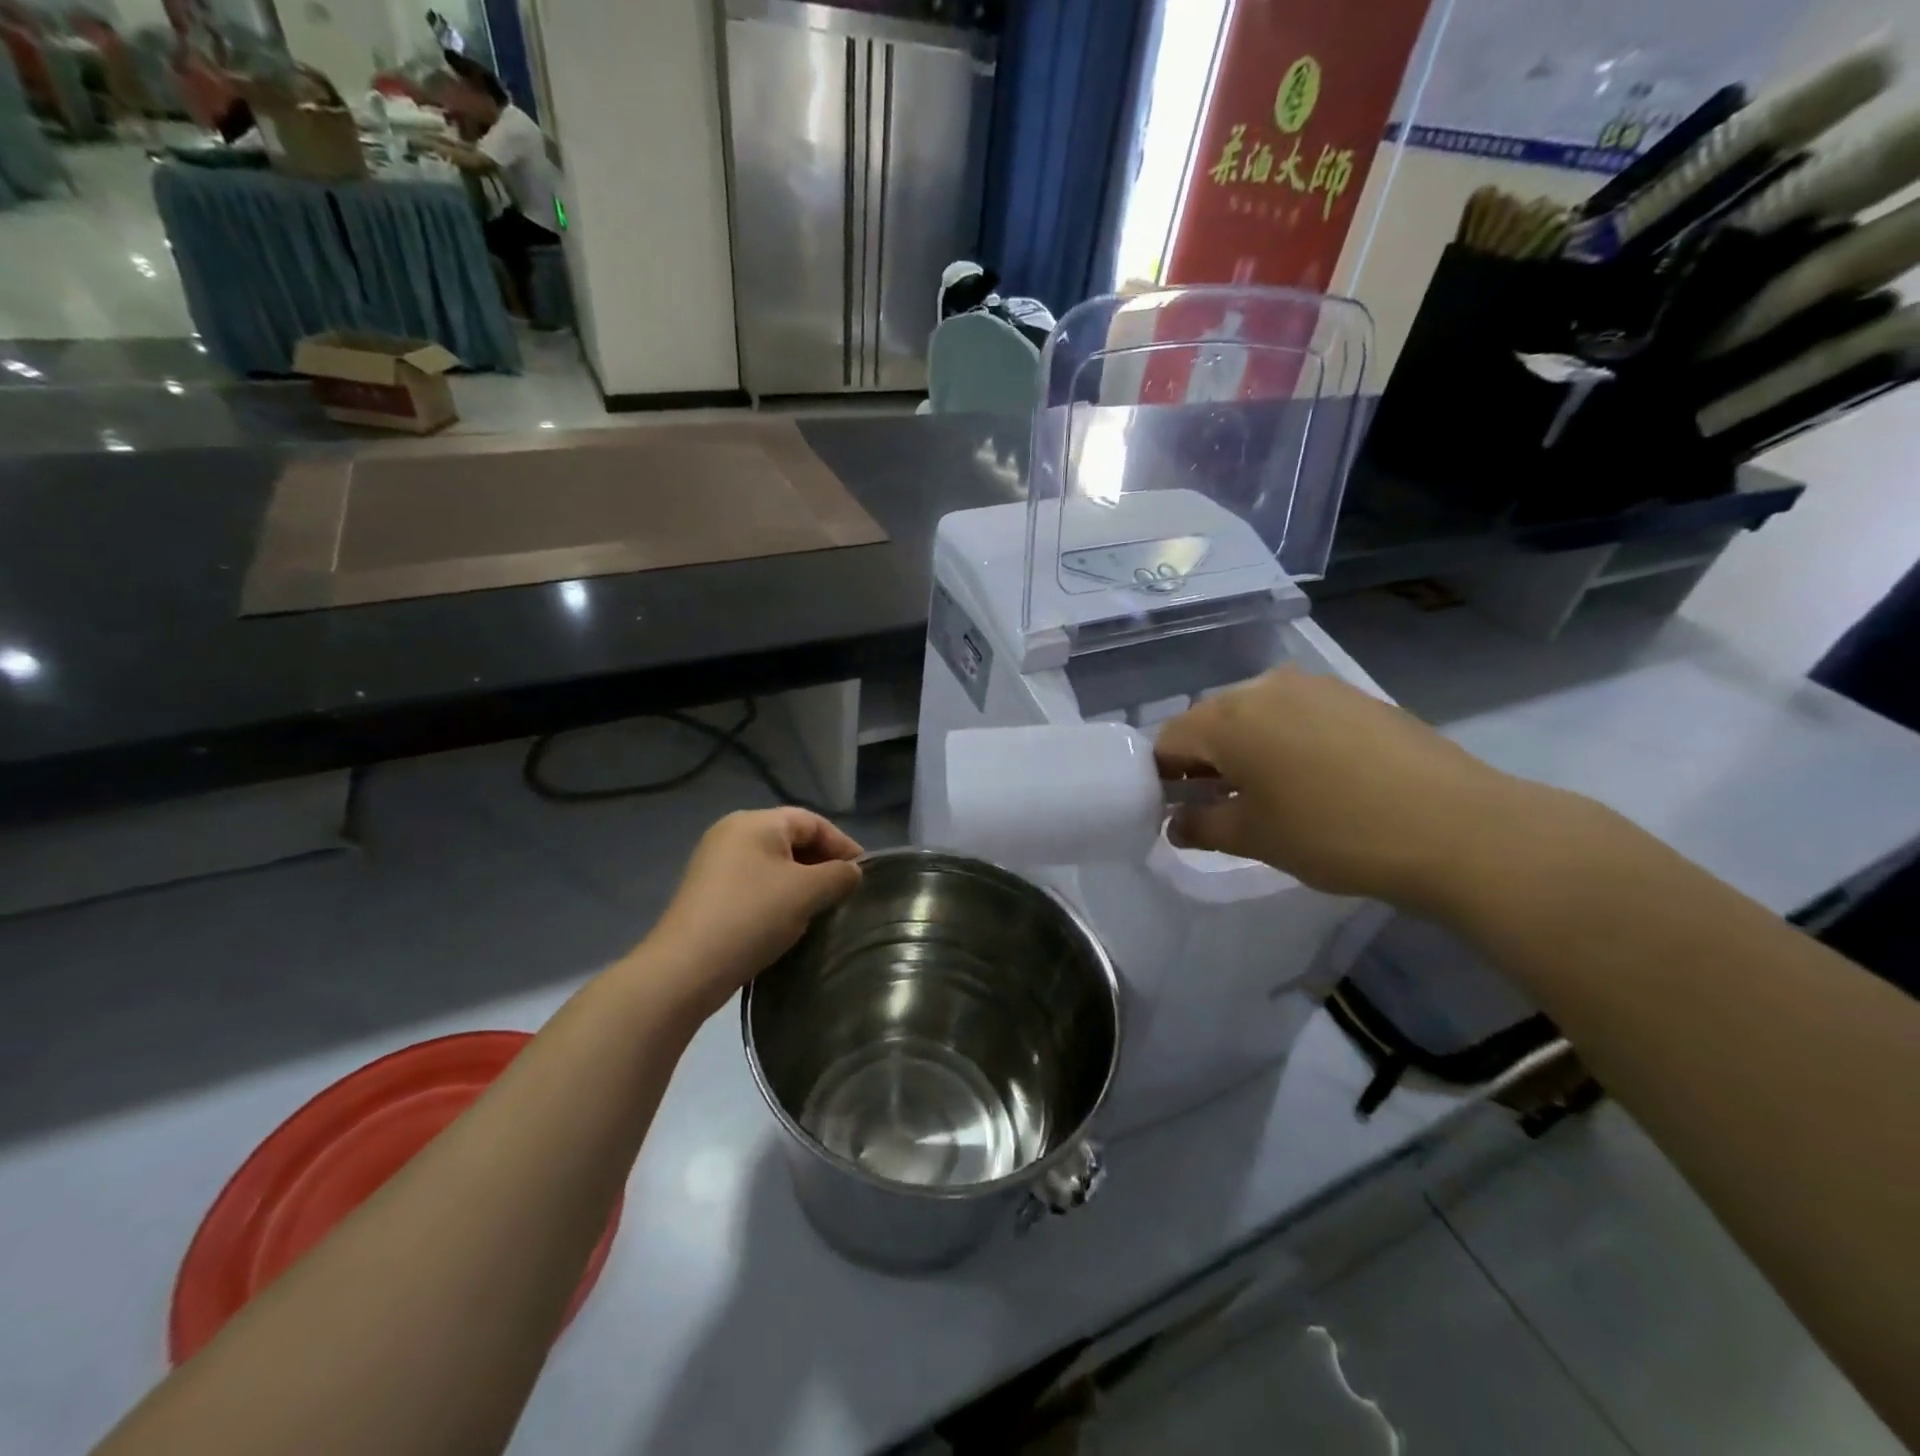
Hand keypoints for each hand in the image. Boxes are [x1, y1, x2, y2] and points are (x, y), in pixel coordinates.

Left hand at [639, 809, 862, 1021]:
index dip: (843, 845)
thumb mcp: (807, 892)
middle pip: (792, 839)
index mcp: (756, 822)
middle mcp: (732, 833)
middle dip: (822, 864)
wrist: (686, 968)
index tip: (864, 874)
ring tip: (821, 909)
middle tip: (845, 893)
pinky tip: (788, 921)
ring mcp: (715, 862)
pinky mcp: (708, 891)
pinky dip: (777, 895)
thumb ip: (838, 875)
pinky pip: (754, 883)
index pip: (812, 822)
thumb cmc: (752, 916)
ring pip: (773, 864)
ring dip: (801, 883)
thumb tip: (851, 872)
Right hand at [1154, 668, 1560, 913]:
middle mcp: (1264, 686)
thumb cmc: (1334, 834)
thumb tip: (1175, 823)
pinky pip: (1297, 712)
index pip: (1169, 740)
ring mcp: (1315, 685)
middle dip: (1204, 760)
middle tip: (1221, 805)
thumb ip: (1201, 827)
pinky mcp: (1354, 695)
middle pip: (1211, 720)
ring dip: (1246, 748)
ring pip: (1255, 713)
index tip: (1177, 811)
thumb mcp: (1255, 838)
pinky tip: (1314, 777)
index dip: (1163, 777)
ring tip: (1270, 792)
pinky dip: (1286, 739)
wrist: (1457, 828)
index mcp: (1228, 717)